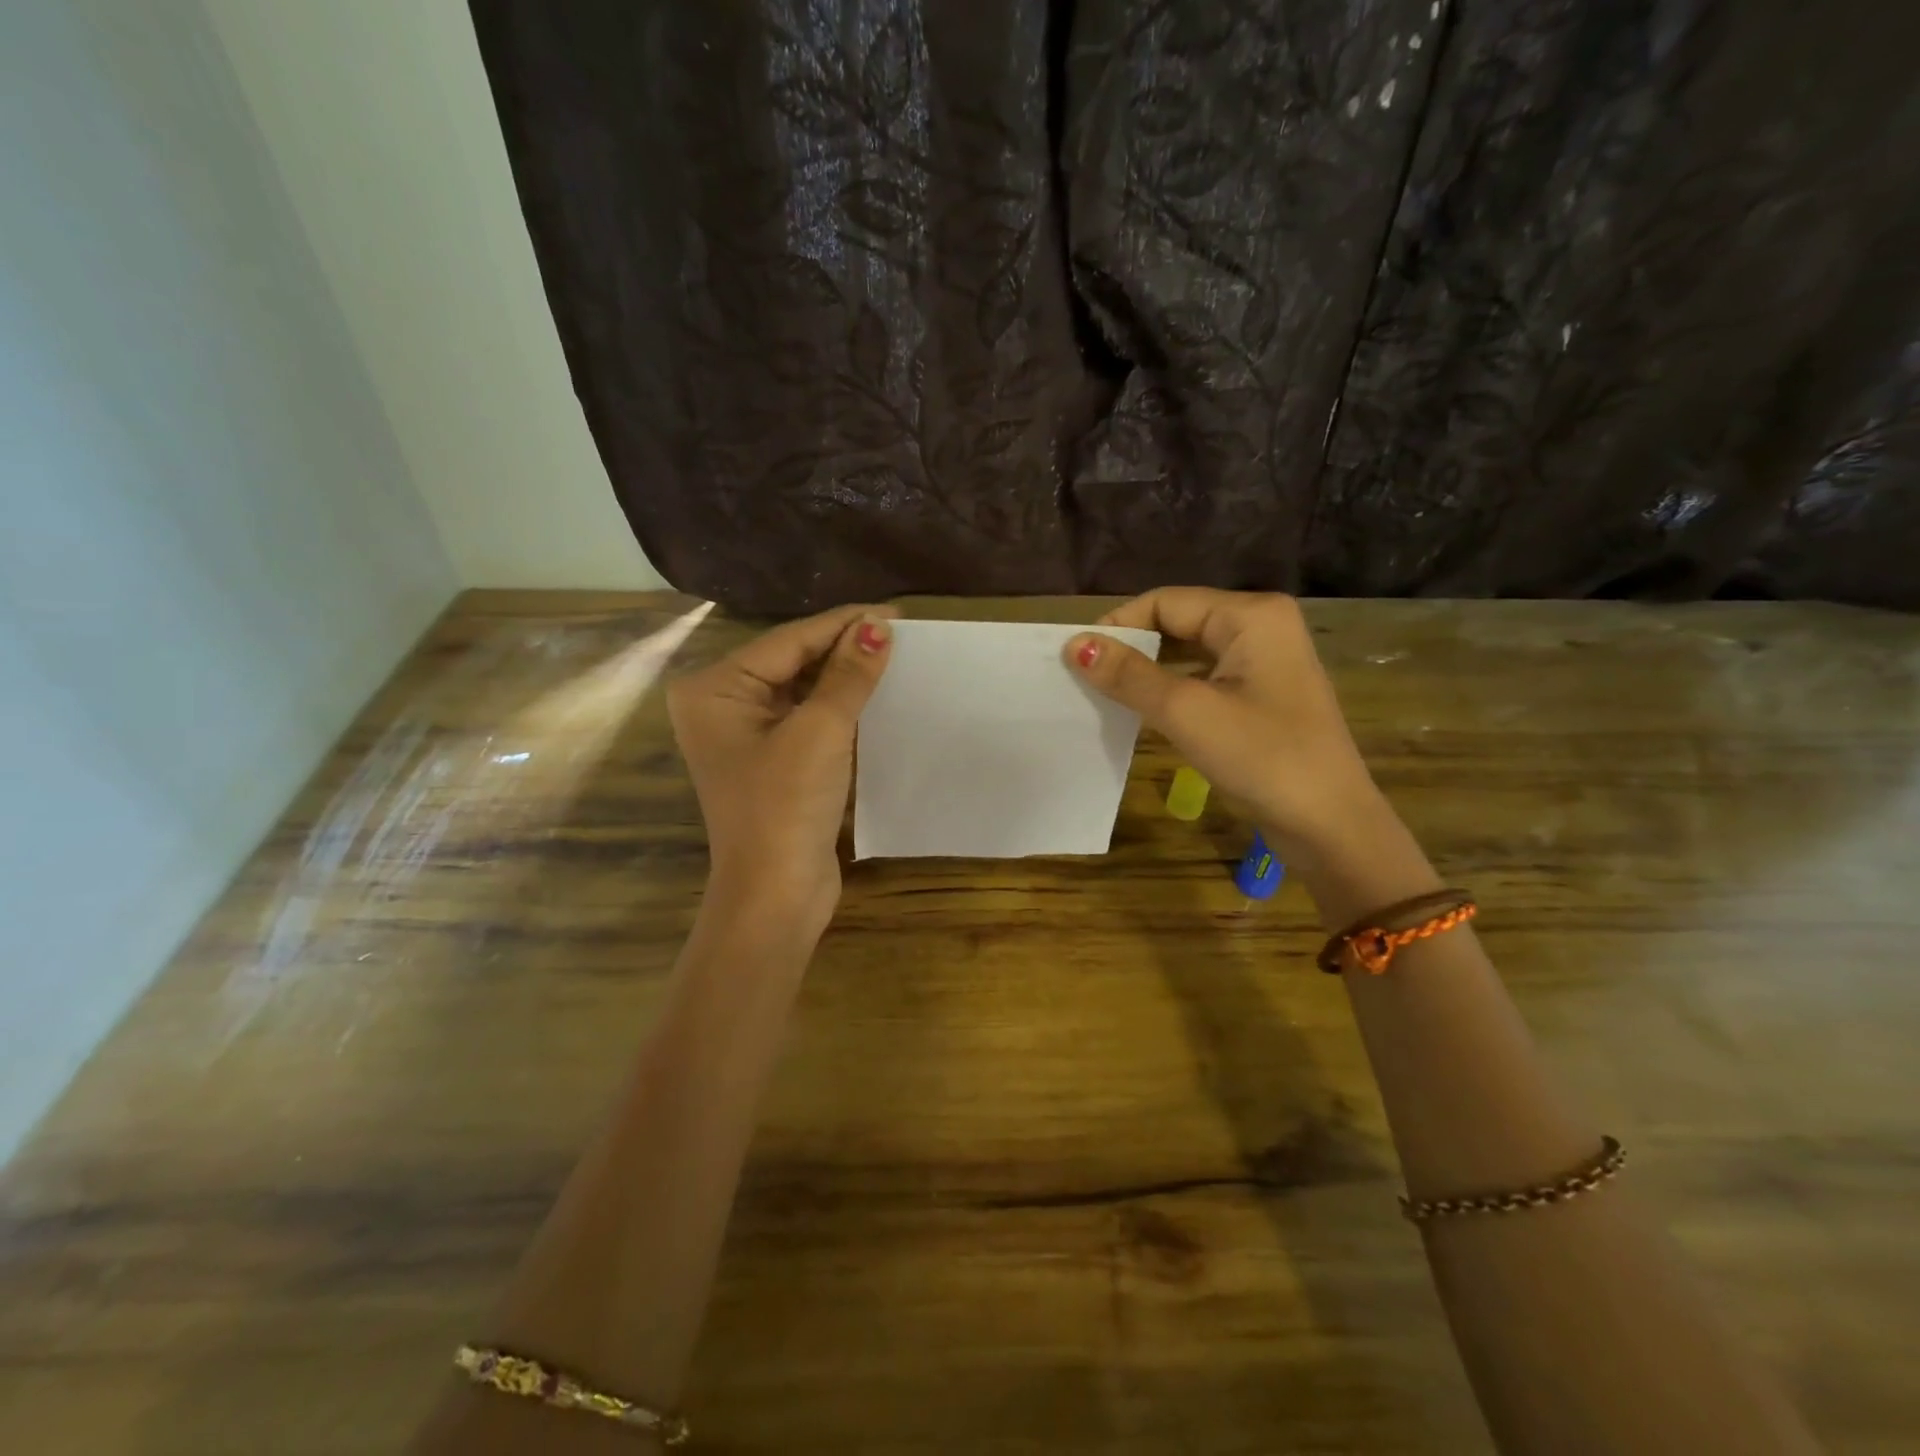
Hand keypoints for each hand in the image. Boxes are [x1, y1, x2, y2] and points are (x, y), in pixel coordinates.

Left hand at [668, 604, 895, 934]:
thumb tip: (879, 627)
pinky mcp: (771, 761)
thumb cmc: (786, 807)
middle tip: (900, 634)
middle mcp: (722, 705)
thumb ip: (848, 675)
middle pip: (793, 661)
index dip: (844, 624)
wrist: (776, 896)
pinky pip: (808, 718)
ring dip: (845, 678)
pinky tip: (875, 695)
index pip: (789, 641)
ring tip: (895, 658)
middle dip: (844, 649)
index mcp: (714, 689)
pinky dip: (840, 707)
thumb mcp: (821, 732)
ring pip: (803, 689)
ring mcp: (745, 735)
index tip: (895, 612)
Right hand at [1065, 588, 1385, 863]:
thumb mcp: (1187, 712)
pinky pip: (1204, 678)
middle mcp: (1261, 627)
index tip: (1075, 658)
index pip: (1165, 602)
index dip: (1118, 625)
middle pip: (1178, 622)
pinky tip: (1143, 711)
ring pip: (1189, 652)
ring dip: (1148, 671)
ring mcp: (1265, 662)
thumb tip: (1075, 645)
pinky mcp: (1262, 695)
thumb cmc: (1262, 757)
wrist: (1330, 824)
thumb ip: (1129, 675)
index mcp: (1251, 616)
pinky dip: (1171, 690)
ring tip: (1105, 694)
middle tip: (1084, 678)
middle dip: (1131, 648)